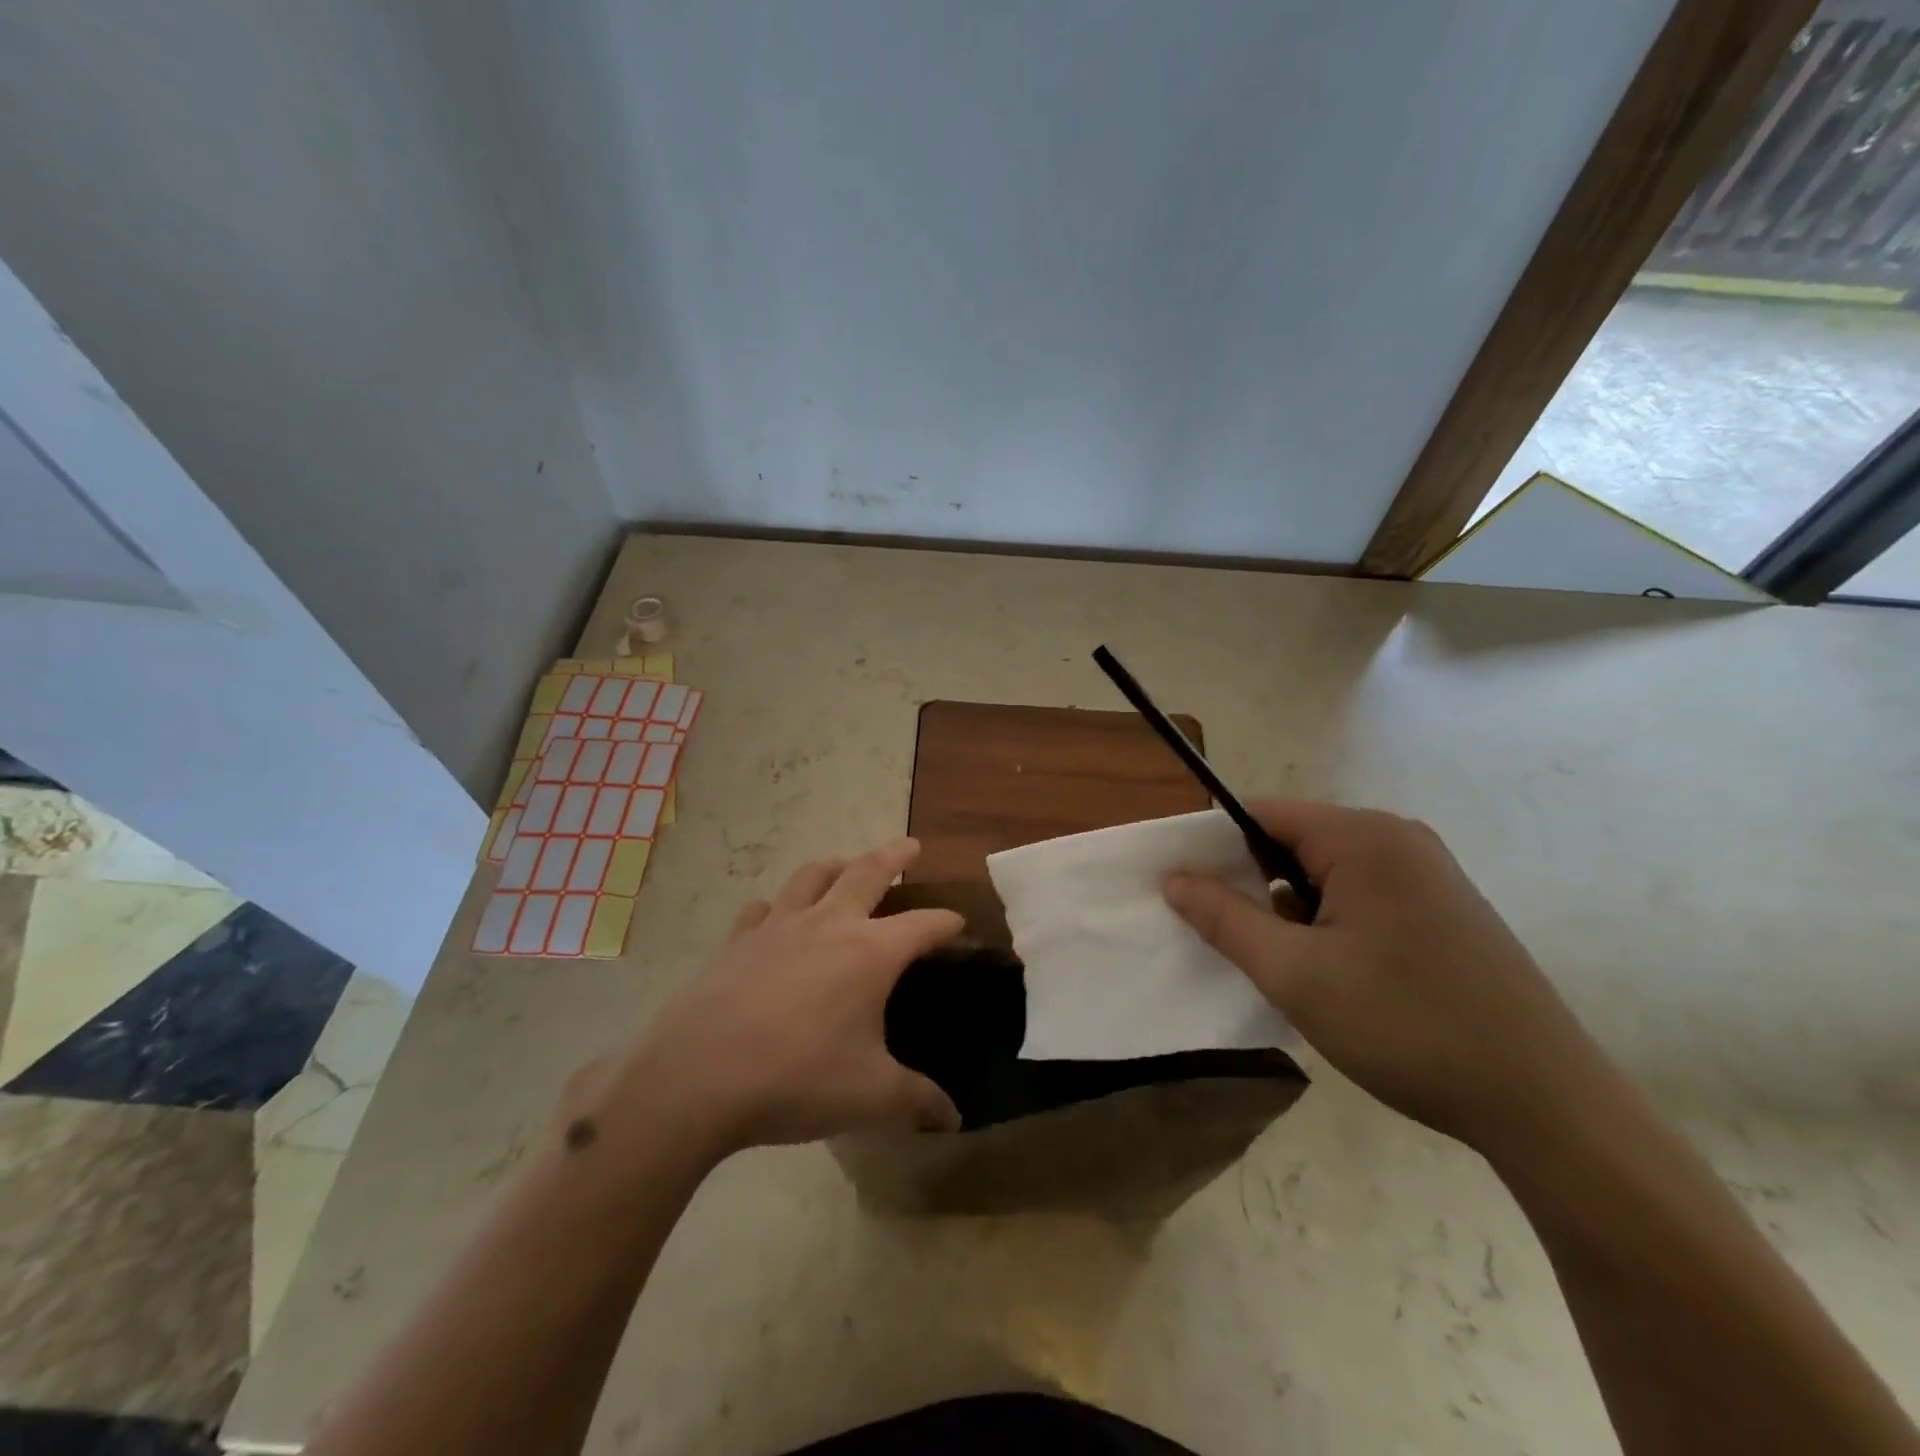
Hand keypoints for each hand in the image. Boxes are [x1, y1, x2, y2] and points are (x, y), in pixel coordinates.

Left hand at [593, 838, 964, 1160]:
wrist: (697, 1078)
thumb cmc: (797, 1079)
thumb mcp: (870, 1097)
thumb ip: (917, 1101)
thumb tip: (954, 1119)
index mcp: (870, 953)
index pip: (922, 925)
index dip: (945, 921)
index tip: (959, 921)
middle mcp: (827, 925)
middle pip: (867, 872)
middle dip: (894, 856)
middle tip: (911, 846)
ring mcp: (777, 927)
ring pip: (812, 876)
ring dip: (836, 864)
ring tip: (846, 864)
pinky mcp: (737, 941)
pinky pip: (762, 908)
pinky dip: (777, 903)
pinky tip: (775, 913)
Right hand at [1163, 800, 1611, 1152]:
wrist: (1546, 1104)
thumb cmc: (1406, 1025)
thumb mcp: (1294, 974)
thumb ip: (1224, 919)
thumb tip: (1172, 879)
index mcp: (1363, 837)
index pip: (1261, 814)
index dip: (1214, 846)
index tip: (1185, 890)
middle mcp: (1398, 838)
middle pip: (1294, 840)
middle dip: (1253, 883)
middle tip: (1231, 937)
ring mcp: (1427, 872)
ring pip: (1325, 871)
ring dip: (1291, 908)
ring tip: (1285, 965)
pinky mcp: (1444, 907)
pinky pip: (1361, 894)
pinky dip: (1329, 921)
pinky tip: (1332, 973)